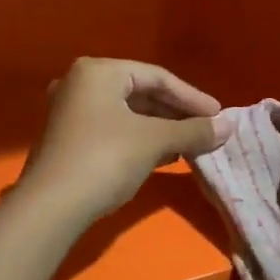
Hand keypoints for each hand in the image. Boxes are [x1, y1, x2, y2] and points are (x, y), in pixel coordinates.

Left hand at [16, 58, 230, 223]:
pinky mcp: (66, 140)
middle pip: (140, 93)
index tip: (219, 116)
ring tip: (191, 145)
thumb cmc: (105, 159)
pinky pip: (112, 130)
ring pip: (126, 114)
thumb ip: (193, 130)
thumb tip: (229, 126)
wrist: (50, 208)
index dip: (192, 97)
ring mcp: (69, 112)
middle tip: (206, 131)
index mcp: (98, 71)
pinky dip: (139, 140)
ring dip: (160, 129)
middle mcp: (79, 84)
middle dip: (176, 114)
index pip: (157, 77)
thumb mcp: (154, 141)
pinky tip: (162, 156)